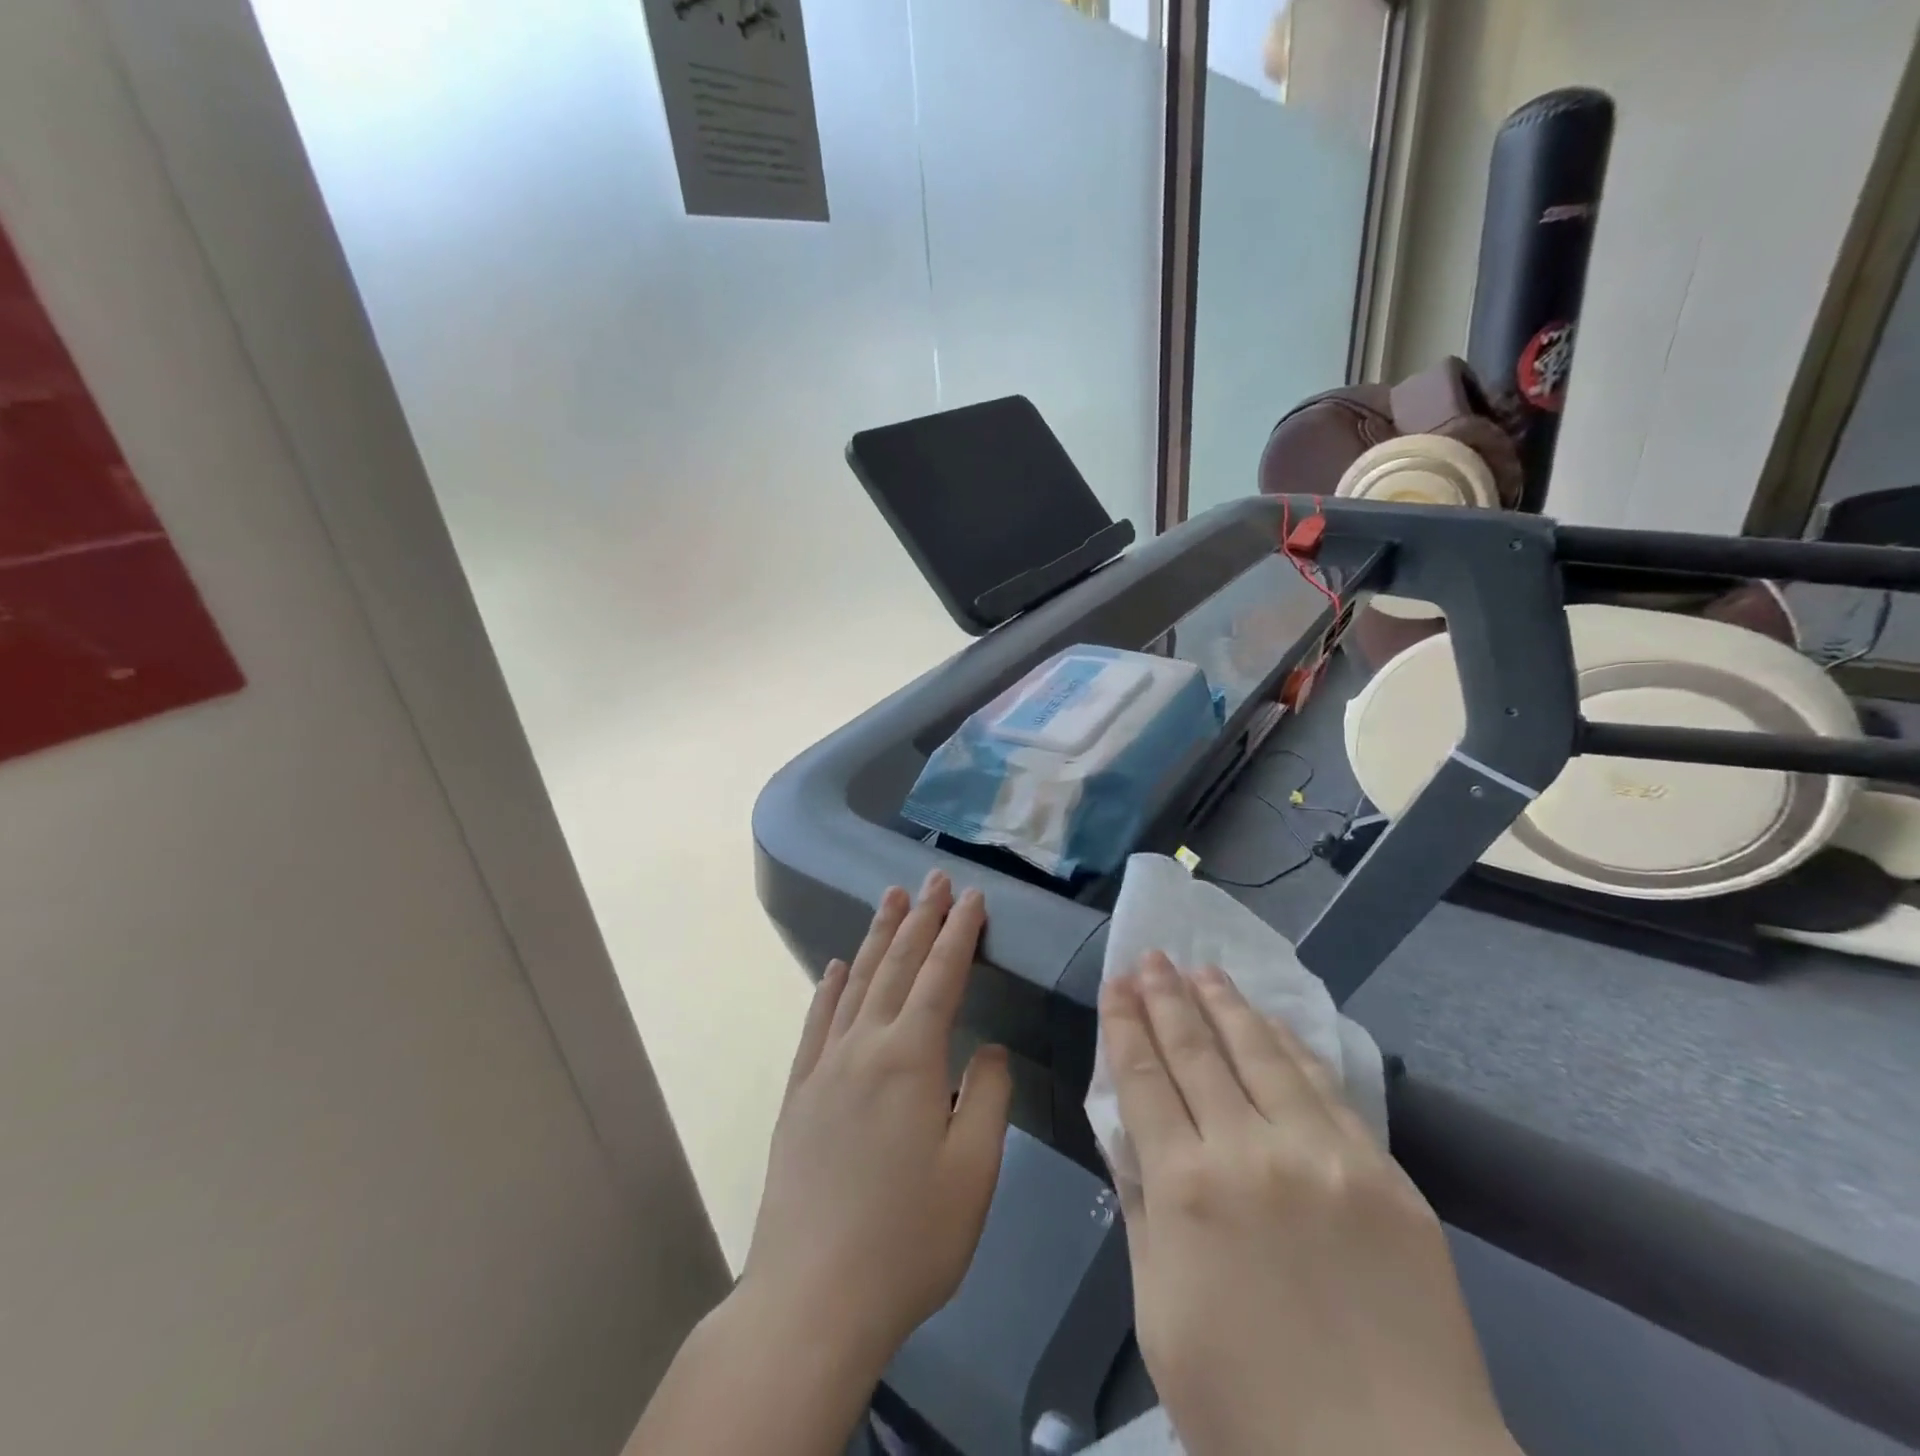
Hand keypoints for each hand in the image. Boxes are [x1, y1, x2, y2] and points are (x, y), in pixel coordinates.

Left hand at [743, 870, 1012, 1371]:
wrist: (811, 1298)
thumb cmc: (908, 1239)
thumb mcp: (973, 1171)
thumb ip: (986, 1096)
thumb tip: (985, 1046)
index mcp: (910, 1058)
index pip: (941, 975)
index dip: (959, 932)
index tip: (972, 895)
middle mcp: (863, 1046)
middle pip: (896, 966)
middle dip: (920, 918)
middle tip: (933, 878)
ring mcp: (824, 1067)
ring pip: (856, 983)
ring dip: (877, 937)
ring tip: (891, 899)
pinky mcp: (799, 1094)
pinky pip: (816, 1023)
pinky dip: (829, 987)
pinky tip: (836, 967)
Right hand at [1103, 953, 1515, 1455]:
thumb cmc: (1250, 1411)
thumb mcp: (1160, 1315)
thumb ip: (1142, 1212)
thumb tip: (1130, 1136)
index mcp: (1184, 1188)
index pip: (1143, 1077)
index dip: (1124, 1024)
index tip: (1115, 983)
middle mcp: (1248, 1151)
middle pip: (1195, 1050)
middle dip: (1166, 996)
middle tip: (1152, 957)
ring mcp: (1321, 1155)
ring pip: (1260, 1052)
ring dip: (1225, 1004)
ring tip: (1202, 969)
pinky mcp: (1381, 1171)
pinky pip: (1324, 1087)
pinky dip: (1290, 1045)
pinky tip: (1271, 1021)